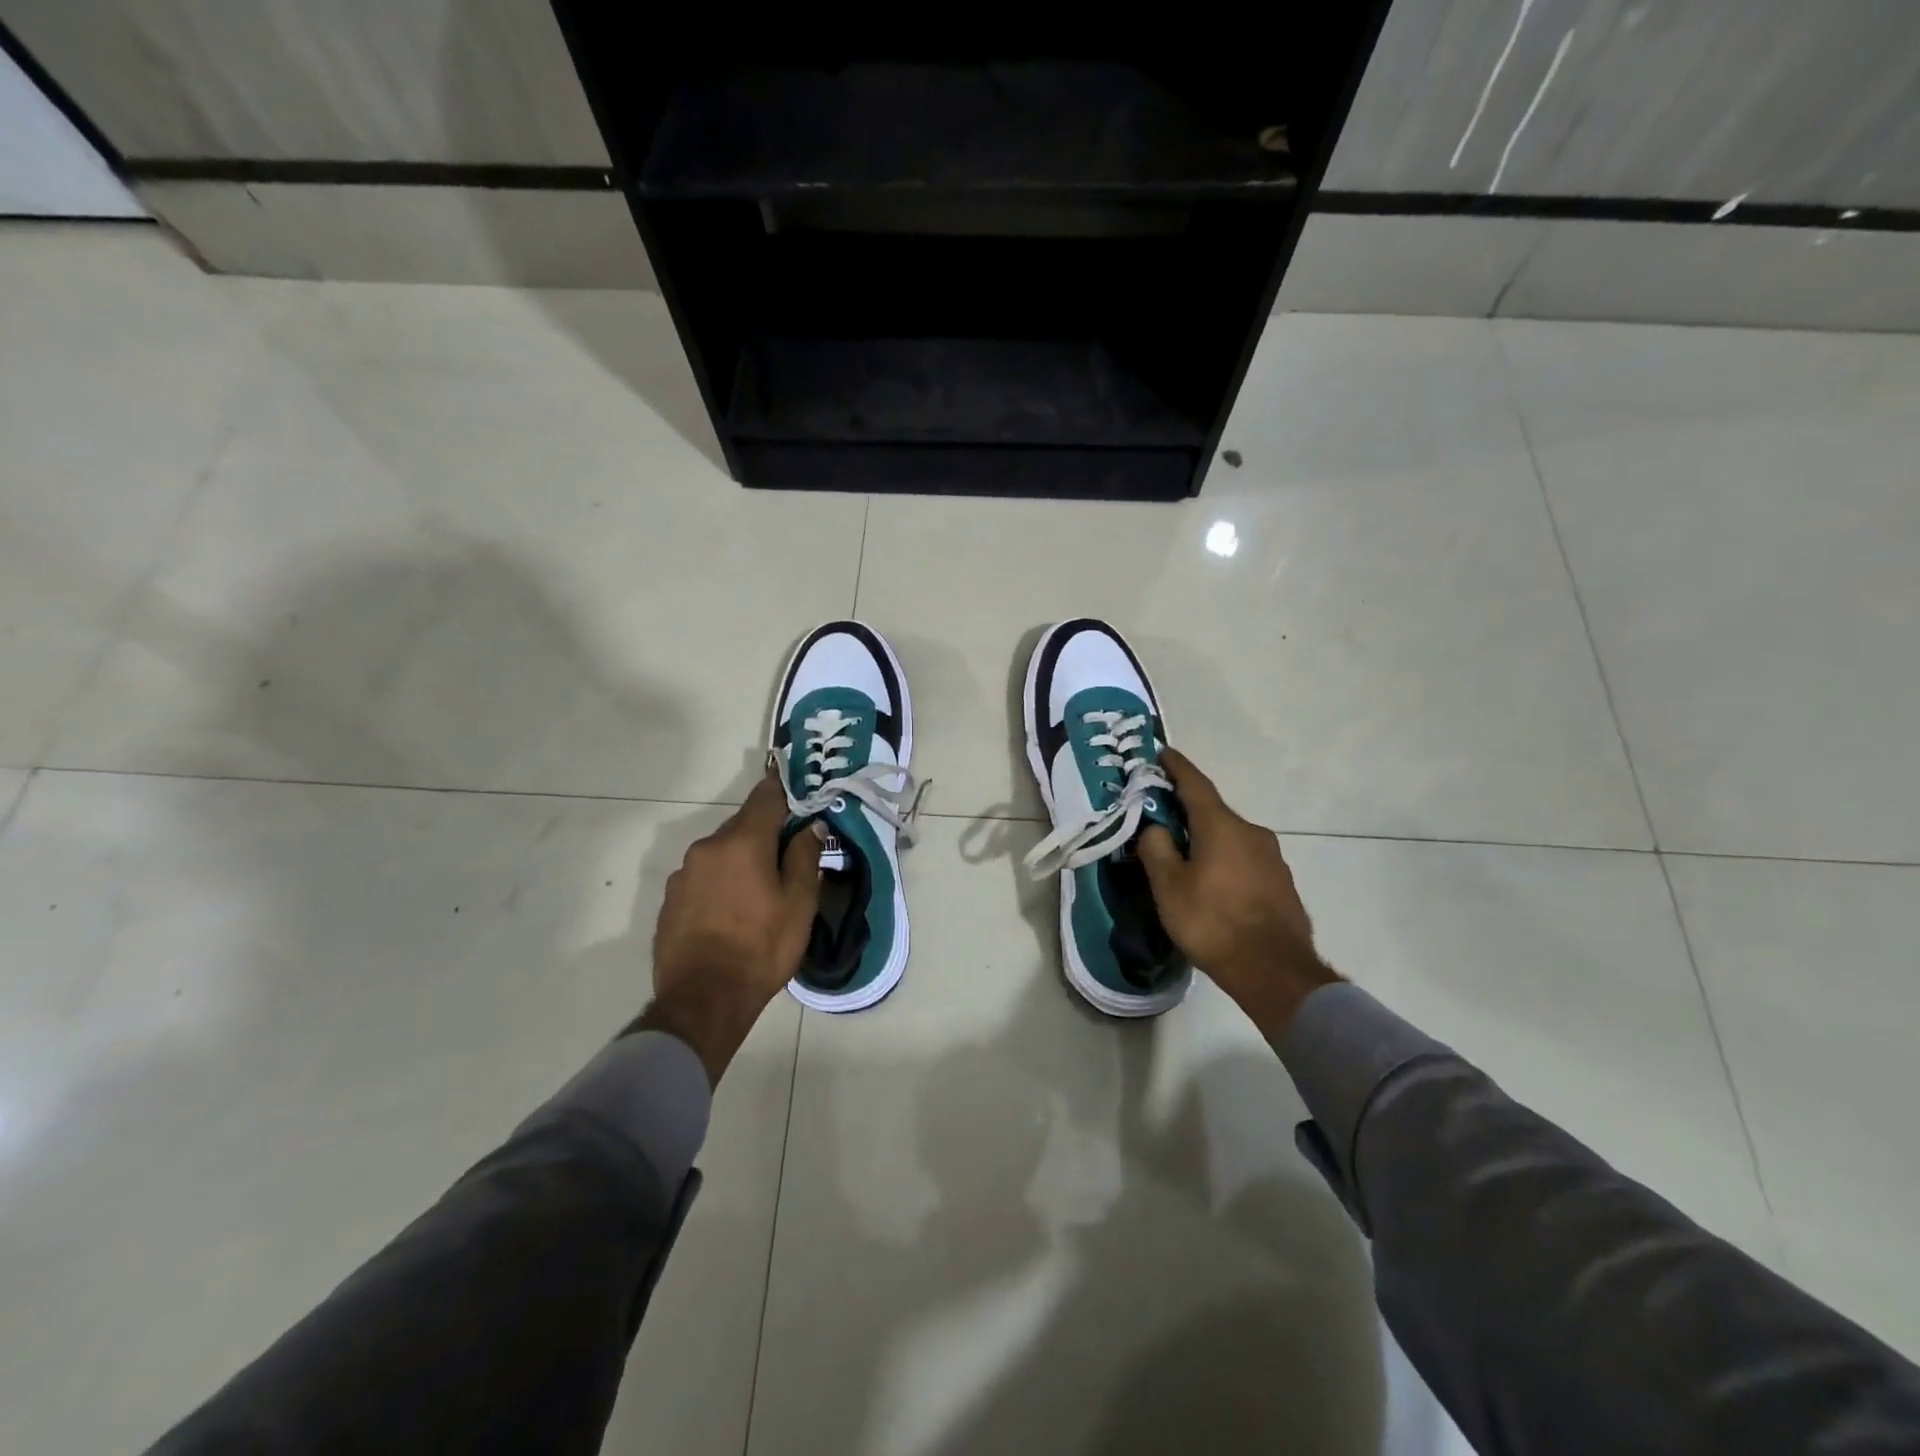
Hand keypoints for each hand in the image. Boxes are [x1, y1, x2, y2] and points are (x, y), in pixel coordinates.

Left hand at [635, 772, 822, 1084]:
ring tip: (759, 892)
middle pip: (743, 826)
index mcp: (742, 842)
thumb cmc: (761, 948)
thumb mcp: (799, 903)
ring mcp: (683, 874)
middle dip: (766, 834)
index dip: (783, 788)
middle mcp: (707, 848)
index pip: (765, 797)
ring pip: (721, 853)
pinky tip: (732, 912)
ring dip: (741, 861)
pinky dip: (720, 883)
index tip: (797, 787)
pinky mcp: (670, 900)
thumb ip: (805, 857)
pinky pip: (703, 877)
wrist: (703, 1000)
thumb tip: (810, 826)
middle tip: (788, 856)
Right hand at [1137, 748, 1339, 1039]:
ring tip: (1183, 855)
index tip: (1163, 752)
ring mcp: (1271, 857)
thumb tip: (1155, 827)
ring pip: (1229, 837)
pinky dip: (1224, 859)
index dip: (1177, 767)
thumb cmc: (1213, 922)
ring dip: (1206, 838)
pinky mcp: (1280, 882)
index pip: (1195, 784)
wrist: (1274, 970)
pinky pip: (1244, 859)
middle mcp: (1251, 832)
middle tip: (1160, 816)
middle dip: (1186, 810)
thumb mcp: (1169, 887)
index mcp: (1221, 826)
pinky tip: (1211, 882)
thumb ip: (1156, 849)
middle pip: (1212, 812)